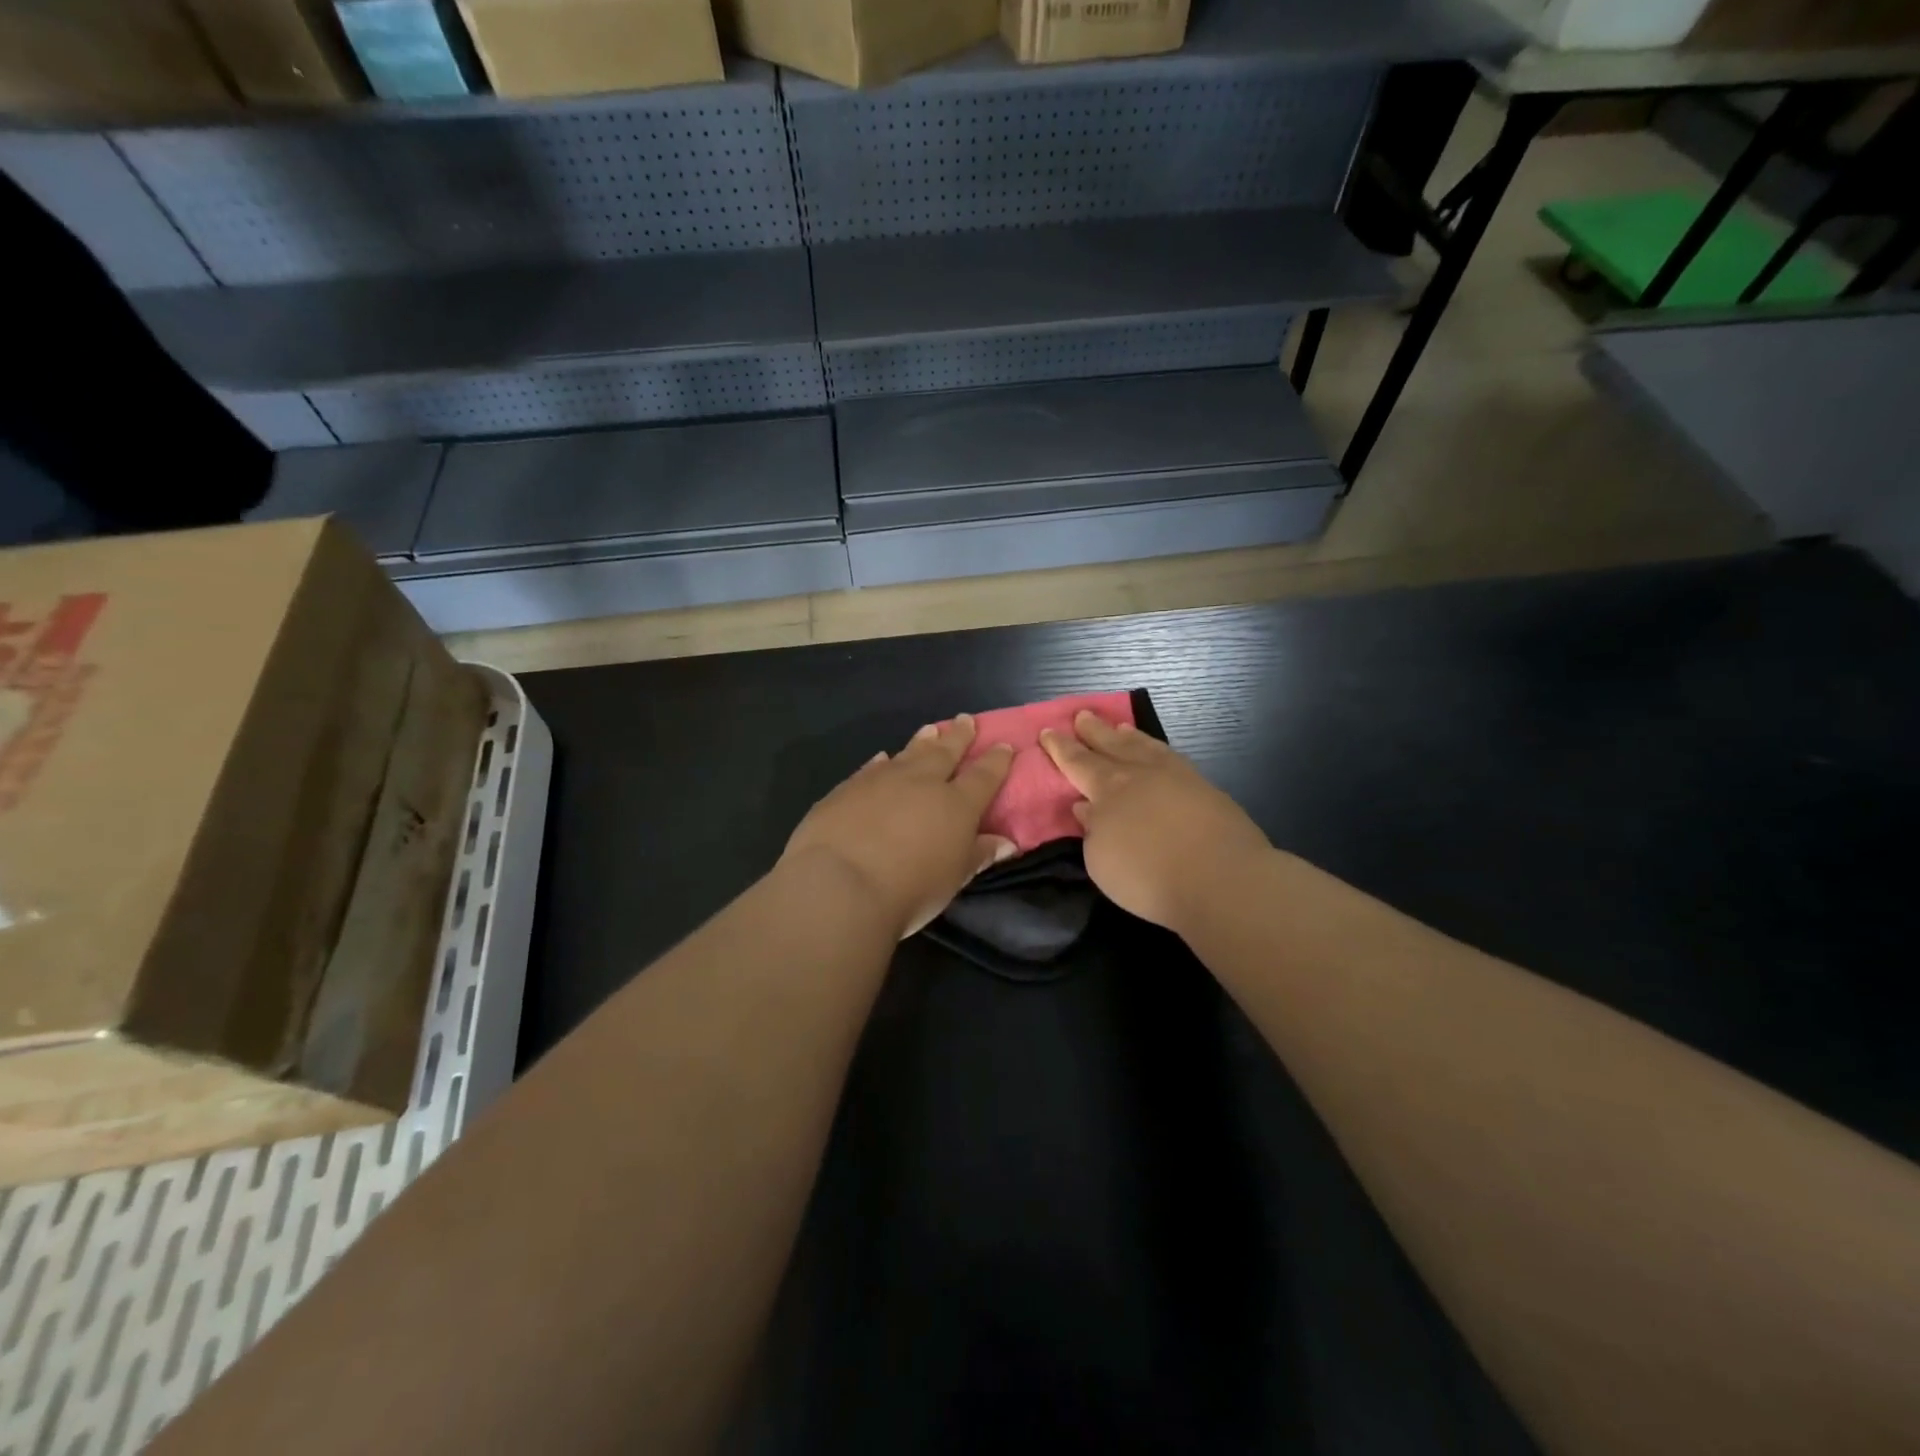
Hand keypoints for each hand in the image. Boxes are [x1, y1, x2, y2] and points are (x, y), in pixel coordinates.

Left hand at [783, 714, 1016, 938]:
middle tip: (965, 719)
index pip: (984, 776)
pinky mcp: (848, 787)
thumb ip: (978, 855)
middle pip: (946, 752)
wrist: (840, 884)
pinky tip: (883, 757)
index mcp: (957, 805)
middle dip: (959, 736)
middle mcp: (923, 783)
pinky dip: (882, 761)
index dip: (996, 761)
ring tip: (931, 729)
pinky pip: (872, 767)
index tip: (1004, 745)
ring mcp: (883, 780)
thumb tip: (1005, 842)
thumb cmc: (909, 890)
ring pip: (909, 753)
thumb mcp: (952, 880)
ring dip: (923, 741)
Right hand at [1041, 711, 1271, 934]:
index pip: (1078, 762)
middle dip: (1094, 731)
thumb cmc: (1148, 875)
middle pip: (1112, 745)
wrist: (1221, 878)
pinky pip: (1172, 759)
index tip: (1048, 731)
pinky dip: (1159, 751)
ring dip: (1129, 737)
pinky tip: (1160, 755)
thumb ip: (1092, 830)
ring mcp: (1177, 778)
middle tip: (1082, 715)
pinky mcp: (1206, 790)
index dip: (1061, 748)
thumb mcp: (1101, 860)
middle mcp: (1141, 774)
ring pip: (1146, 748)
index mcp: (1108, 788)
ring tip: (1120, 728)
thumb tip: (1086, 807)